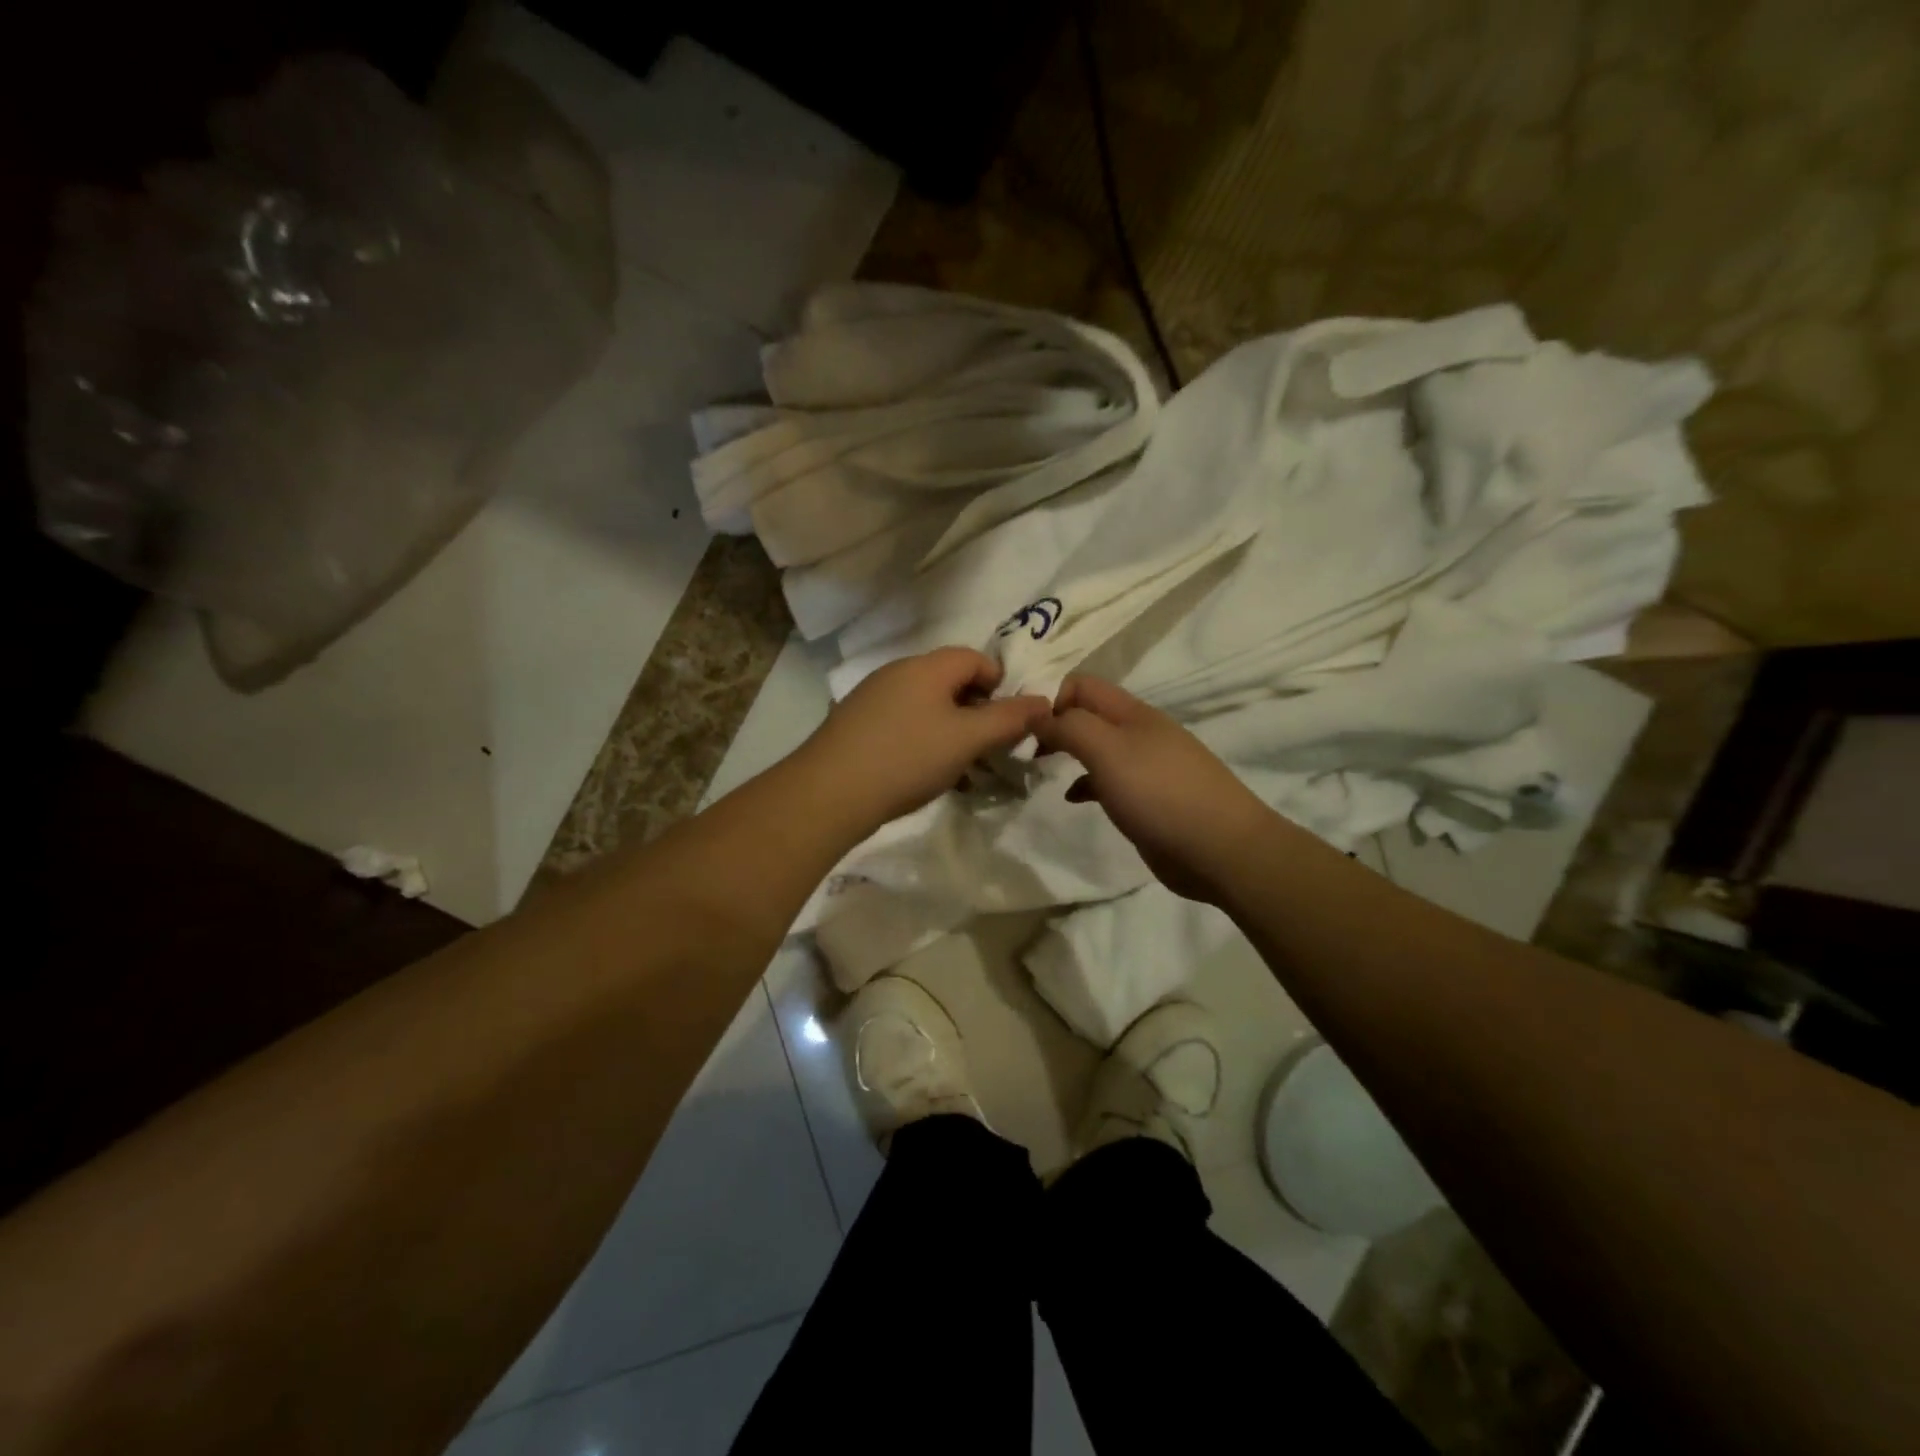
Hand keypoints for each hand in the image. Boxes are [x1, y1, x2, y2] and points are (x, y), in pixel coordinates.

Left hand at [798, 648, 1050, 830]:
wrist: (829, 792)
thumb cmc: (907, 758)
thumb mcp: (967, 739)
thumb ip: (1008, 719)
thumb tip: (1044, 701)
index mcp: (926, 667)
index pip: (975, 658)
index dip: (999, 684)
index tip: (1008, 721)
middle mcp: (897, 672)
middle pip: (949, 681)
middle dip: (975, 711)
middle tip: (987, 747)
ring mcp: (871, 697)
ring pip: (925, 705)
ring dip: (949, 730)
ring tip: (958, 767)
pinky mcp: (854, 723)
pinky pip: (901, 723)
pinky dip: (921, 740)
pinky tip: (921, 773)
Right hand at [1033, 674, 1273, 903]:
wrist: (1220, 850)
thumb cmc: (1159, 793)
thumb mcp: (1108, 750)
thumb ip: (1070, 727)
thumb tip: (1038, 714)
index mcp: (1132, 713)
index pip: (1081, 685)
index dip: (1050, 697)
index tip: (1023, 727)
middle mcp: (1138, 732)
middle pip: (1087, 714)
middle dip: (1054, 725)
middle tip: (1024, 749)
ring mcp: (1144, 766)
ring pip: (1096, 748)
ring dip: (1067, 754)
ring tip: (1039, 769)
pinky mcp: (1146, 799)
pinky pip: (1107, 780)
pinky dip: (1086, 784)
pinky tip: (1073, 798)